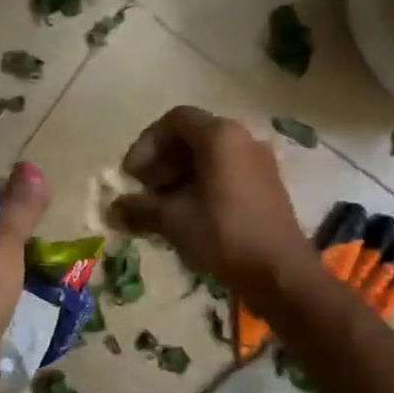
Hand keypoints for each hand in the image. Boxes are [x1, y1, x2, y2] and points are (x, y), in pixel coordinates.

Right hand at [115, 107, 306, 302]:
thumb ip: (140, 208)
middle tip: (144, 193)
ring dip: (180, 177)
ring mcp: (259, 162)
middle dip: (162, 163)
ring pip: (210, 158)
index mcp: (221, 136)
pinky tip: (188, 217)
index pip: (175, 120)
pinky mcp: (267, 186)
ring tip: (161, 209)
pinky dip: (202, 186)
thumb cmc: (225, 236)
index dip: (147, 144)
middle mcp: (243, 139)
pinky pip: (227, 173)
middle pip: (192, 138)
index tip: (133, 176)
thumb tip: (112, 209)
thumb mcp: (175, 221)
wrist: (281, 272)